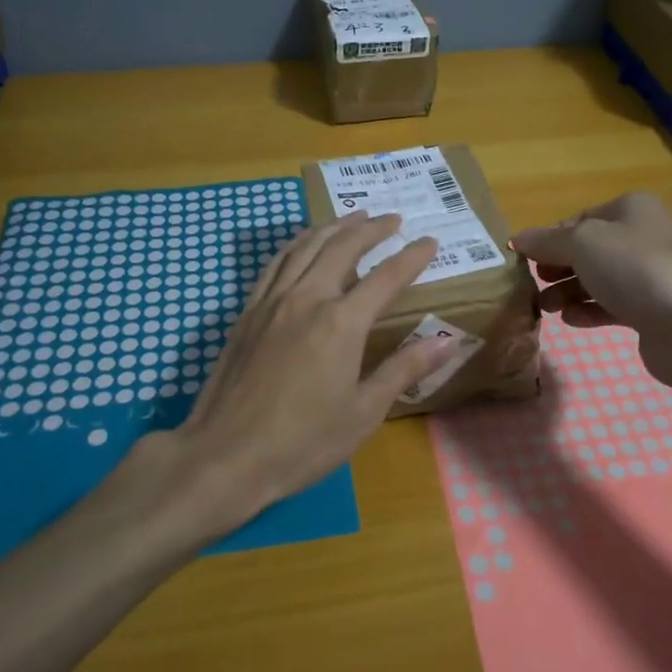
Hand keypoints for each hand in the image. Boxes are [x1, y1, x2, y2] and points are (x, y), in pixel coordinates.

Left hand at [136, 211, 456, 539]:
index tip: (430, 241)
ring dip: (333, 227)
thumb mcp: (363, 413)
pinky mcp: (247, 312)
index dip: (411, 257)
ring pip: (306, 246)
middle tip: (393, 219)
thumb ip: (404, 369)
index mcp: (341, 323)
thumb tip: (447, 341)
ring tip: (353, 216)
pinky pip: (275, 263)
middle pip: (343, 248)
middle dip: (371, 229)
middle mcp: (307, 299)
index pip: (386, 277)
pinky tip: (303, 244)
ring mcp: (272, 302)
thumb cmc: (302, 442)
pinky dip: (296, 244)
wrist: (224, 456)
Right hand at [511, 193, 671, 397]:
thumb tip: (517, 239)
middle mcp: (641, 237)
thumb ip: (546, 241)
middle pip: (587, 250)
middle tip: (532, 284)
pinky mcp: (651, 311)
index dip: (549, 238)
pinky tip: (570, 320)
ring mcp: (648, 276)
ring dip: (567, 292)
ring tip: (544, 308)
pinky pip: (610, 306)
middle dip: (556, 267)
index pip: (579, 219)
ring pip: (597, 279)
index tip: (523, 259)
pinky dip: (588, 311)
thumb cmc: (634, 269)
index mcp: (630, 209)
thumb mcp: (582, 243)